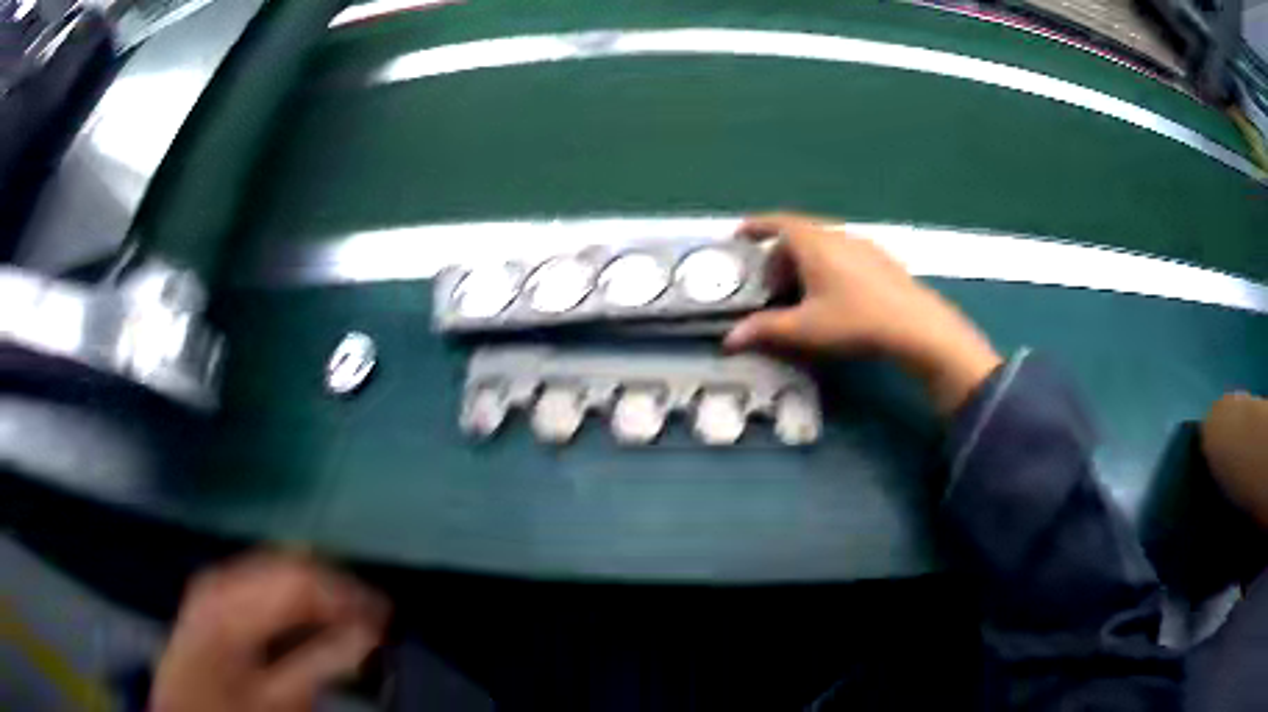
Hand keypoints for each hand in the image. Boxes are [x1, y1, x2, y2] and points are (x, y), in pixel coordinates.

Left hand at [152, 552, 389, 711]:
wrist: (184, 711)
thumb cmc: (231, 711)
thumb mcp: (281, 699)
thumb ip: (323, 662)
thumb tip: (368, 633)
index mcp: (234, 606)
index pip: (302, 580)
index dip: (348, 594)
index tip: (385, 616)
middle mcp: (222, 581)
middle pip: (289, 564)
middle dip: (335, 586)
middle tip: (374, 616)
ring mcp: (213, 582)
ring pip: (276, 565)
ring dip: (315, 588)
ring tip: (348, 615)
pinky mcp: (211, 591)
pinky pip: (259, 577)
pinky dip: (291, 592)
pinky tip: (307, 614)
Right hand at [724, 212, 1001, 414]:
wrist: (915, 325)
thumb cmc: (854, 321)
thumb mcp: (805, 328)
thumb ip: (766, 330)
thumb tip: (729, 339)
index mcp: (813, 242)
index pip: (776, 222)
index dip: (754, 227)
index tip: (739, 235)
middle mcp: (836, 234)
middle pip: (798, 234)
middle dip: (779, 255)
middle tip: (771, 284)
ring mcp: (862, 244)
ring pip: (823, 244)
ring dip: (805, 262)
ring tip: (803, 293)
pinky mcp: (881, 258)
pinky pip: (843, 252)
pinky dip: (828, 265)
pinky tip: (836, 295)